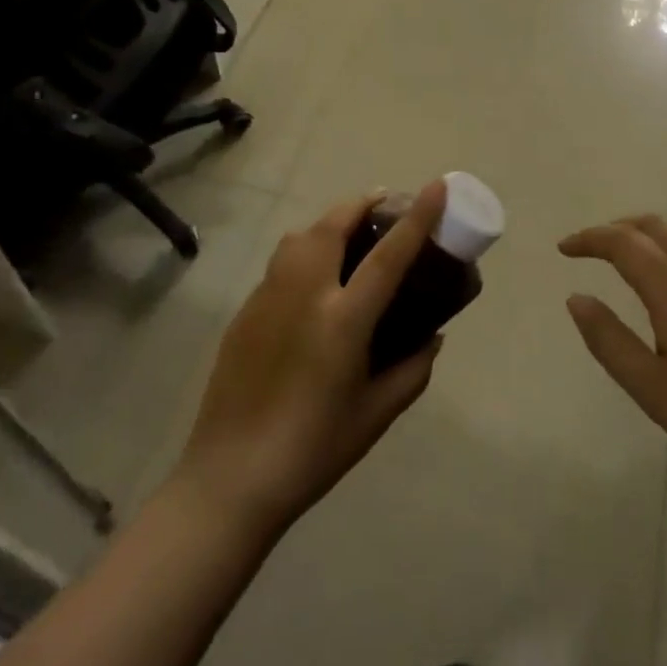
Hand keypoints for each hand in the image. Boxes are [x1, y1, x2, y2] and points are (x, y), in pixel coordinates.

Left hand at [177, 183, 446, 536]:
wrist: (230, 479)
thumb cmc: (314, 451)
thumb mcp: (376, 414)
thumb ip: (412, 369)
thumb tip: (432, 337)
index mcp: (342, 321)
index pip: (388, 255)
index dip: (417, 217)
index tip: (437, 186)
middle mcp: (303, 295)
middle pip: (332, 225)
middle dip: (361, 204)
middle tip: (383, 205)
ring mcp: (266, 299)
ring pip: (298, 237)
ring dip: (329, 224)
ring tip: (349, 238)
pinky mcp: (243, 313)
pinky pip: (279, 265)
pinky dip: (304, 254)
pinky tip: (313, 286)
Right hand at [560, 216, 666, 502]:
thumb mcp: (651, 388)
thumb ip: (608, 339)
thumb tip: (576, 298)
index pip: (624, 243)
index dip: (590, 239)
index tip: (564, 249)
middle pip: (656, 226)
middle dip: (617, 229)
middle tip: (591, 247)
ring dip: (649, 233)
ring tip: (628, 254)